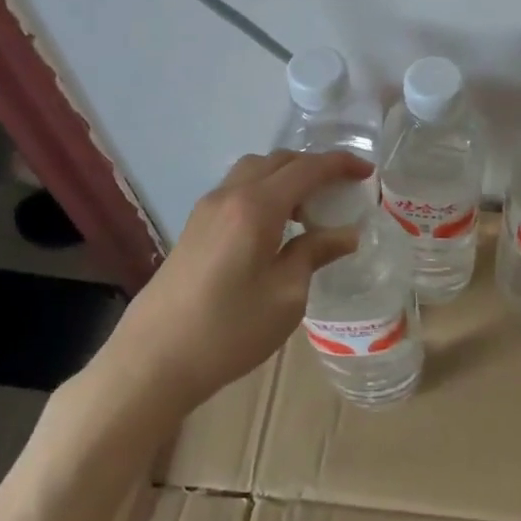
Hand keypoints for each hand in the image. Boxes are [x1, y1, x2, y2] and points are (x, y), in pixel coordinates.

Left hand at [100, 151, 369, 409]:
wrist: (153, 360)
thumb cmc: (229, 330)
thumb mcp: (286, 295)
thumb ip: (315, 253)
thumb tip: (346, 233)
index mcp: (256, 207)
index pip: (307, 169)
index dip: (340, 165)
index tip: (367, 172)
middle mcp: (229, 196)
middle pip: (278, 161)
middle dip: (314, 166)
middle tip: (341, 189)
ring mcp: (206, 209)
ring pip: (253, 171)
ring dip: (286, 176)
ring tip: (309, 207)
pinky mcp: (194, 227)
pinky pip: (237, 190)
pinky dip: (264, 191)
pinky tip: (275, 226)